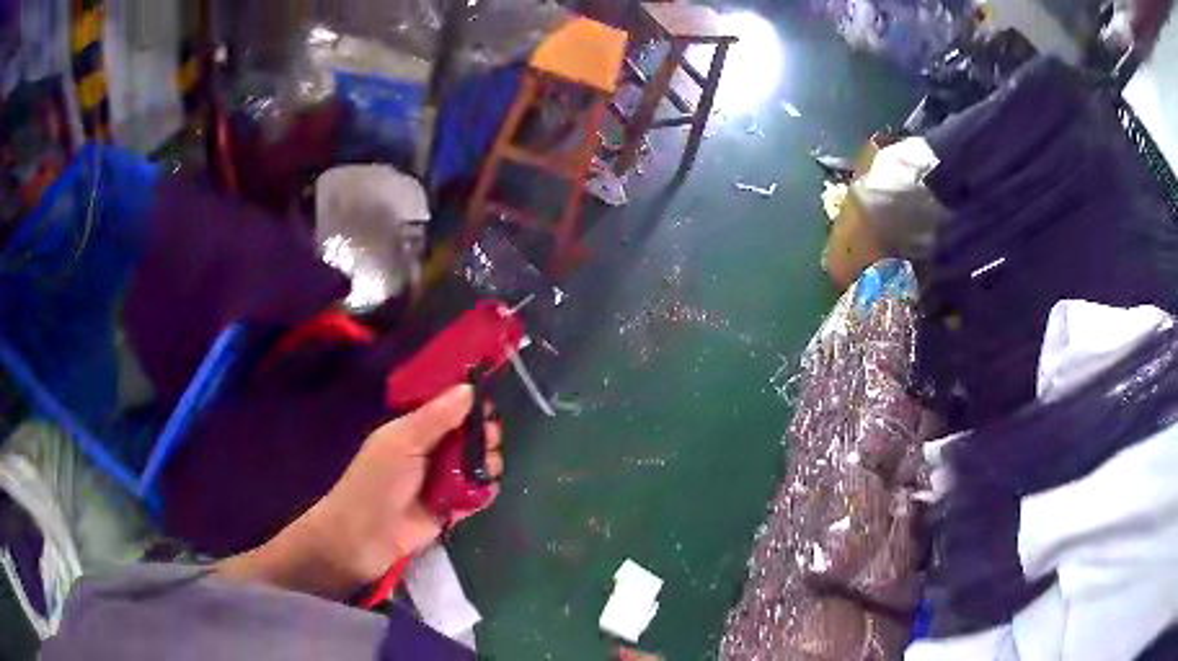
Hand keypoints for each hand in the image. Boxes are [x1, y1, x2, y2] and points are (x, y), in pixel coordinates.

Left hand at [218, 384, 502, 598]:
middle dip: (482, 429)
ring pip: (473, 459)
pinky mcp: (445, 508)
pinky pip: (474, 490)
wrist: (358, 540)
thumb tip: (467, 387)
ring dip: (485, 458)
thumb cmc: (366, 486)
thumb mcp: (396, 444)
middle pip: (465, 429)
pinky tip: (481, 487)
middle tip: (488, 435)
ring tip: (484, 464)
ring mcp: (435, 479)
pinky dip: (482, 487)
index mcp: (409, 427)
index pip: (444, 400)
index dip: (467, 393)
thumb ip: (431, 417)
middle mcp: (424, 448)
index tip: (489, 386)